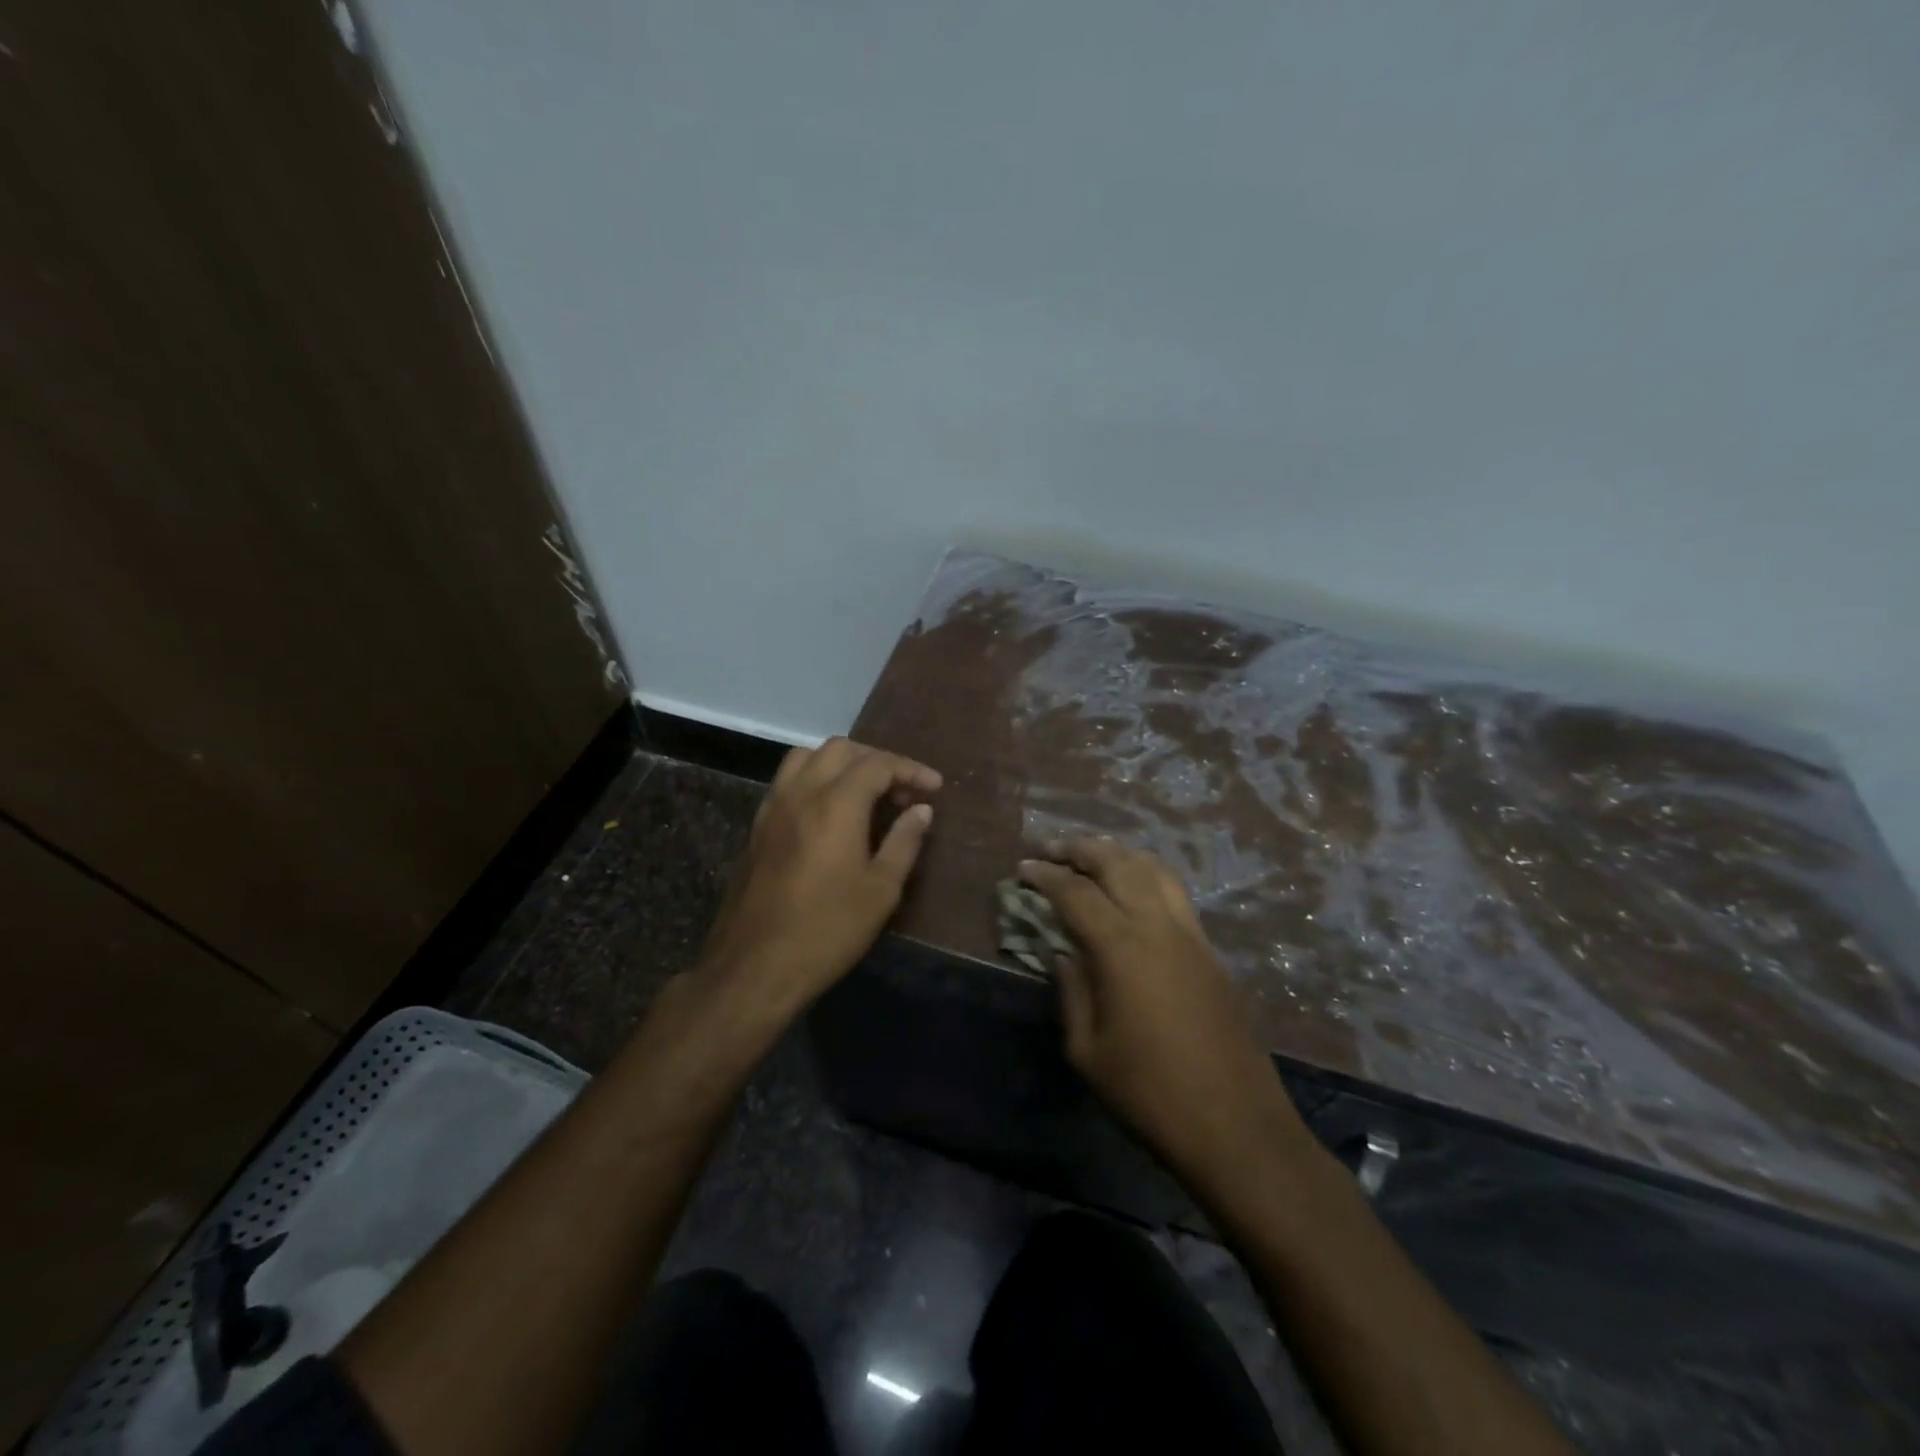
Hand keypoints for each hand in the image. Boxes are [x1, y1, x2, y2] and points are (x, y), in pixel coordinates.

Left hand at [699, 738, 939, 1015]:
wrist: (755, 966)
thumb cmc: (828, 930)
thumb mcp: (881, 890)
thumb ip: (904, 841)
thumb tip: (921, 809)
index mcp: (836, 804)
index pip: (878, 764)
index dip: (911, 769)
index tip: (935, 787)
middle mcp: (801, 793)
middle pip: (841, 750)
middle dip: (877, 761)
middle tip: (903, 791)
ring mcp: (773, 807)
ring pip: (807, 757)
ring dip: (842, 763)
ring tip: (866, 792)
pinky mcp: (757, 826)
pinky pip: (788, 780)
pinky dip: (815, 778)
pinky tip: (830, 811)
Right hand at [1020, 840, 1306, 1194]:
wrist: (1235, 1127)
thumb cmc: (1149, 1094)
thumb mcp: (1088, 1050)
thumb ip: (1071, 991)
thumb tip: (1061, 954)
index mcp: (1121, 949)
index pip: (1075, 892)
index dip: (1045, 876)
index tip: (1022, 869)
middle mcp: (1158, 927)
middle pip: (1118, 863)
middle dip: (1081, 849)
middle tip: (1052, 850)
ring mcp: (1191, 936)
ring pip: (1154, 870)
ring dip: (1119, 855)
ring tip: (1093, 858)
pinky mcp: (1211, 952)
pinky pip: (1175, 894)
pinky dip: (1147, 876)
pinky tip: (1134, 893)